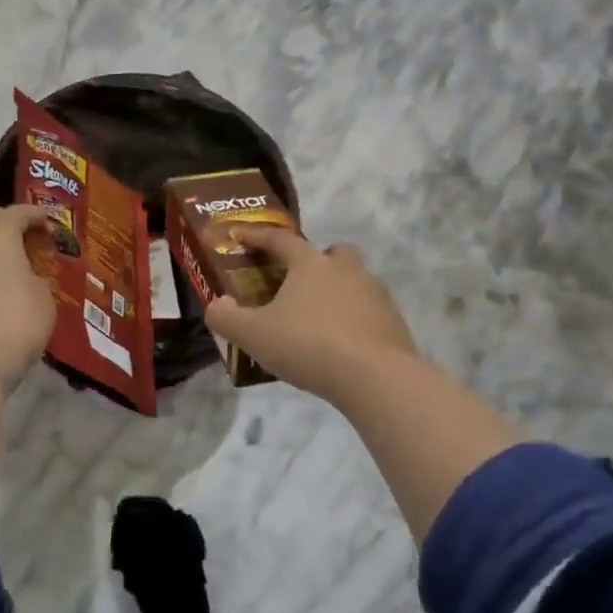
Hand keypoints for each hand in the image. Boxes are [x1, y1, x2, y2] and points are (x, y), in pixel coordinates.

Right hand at [203, 228, 418, 405]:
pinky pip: (369, 312)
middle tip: (298, 281)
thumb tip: (218, 304)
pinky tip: (342, 344)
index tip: (239, 235)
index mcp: (310, 264)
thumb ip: (226, 318)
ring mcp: (375, 294)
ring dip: (338, 291)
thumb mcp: (253, 335)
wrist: (376, 378)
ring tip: (319, 319)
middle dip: (316, 261)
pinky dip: (355, 320)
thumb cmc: (308, 345)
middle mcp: (345, 270)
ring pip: (355, 280)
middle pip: (332, 253)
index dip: (256, 236)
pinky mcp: (394, 322)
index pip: (279, 240)